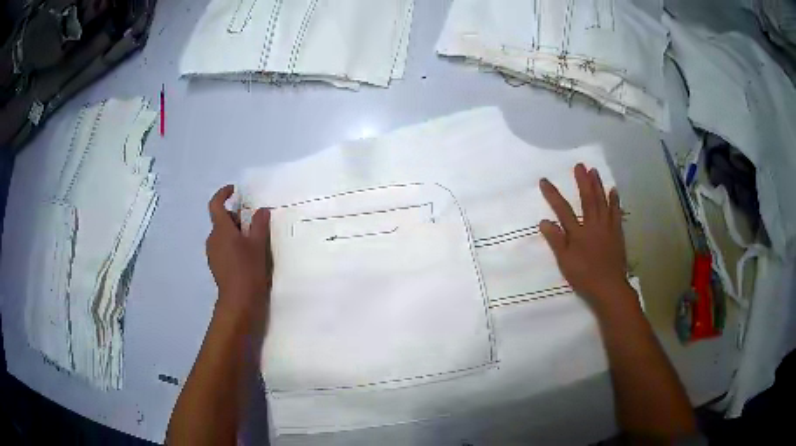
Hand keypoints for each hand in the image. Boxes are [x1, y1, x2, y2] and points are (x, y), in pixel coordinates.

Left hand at [206, 185, 272, 314]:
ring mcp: (212, 253)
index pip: (215, 205)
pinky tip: (246, 255)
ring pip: (222, 235)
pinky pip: (222, 247)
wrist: (239, 301)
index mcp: (221, 230)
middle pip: (221, 220)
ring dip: (234, 232)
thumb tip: (260, 210)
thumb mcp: (258, 245)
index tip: (234, 190)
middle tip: (253, 221)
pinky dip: (232, 245)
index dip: (223, 194)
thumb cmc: (248, 269)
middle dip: (235, 217)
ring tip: (252, 240)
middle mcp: (213, 239)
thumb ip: (259, 224)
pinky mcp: (216, 265)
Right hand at [539, 164, 635, 313]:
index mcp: (578, 233)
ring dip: (598, 185)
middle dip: (582, 181)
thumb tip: (544, 221)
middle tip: (579, 165)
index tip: (544, 180)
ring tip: (594, 171)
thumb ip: (556, 241)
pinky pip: (616, 212)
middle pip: (587, 199)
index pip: (563, 210)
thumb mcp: (565, 262)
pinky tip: (613, 190)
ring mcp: (607, 227)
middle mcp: (593, 225)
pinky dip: (614, 200)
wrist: (609, 287)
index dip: (553, 195)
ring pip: (602, 202)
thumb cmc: (584, 276)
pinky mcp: (617, 233)